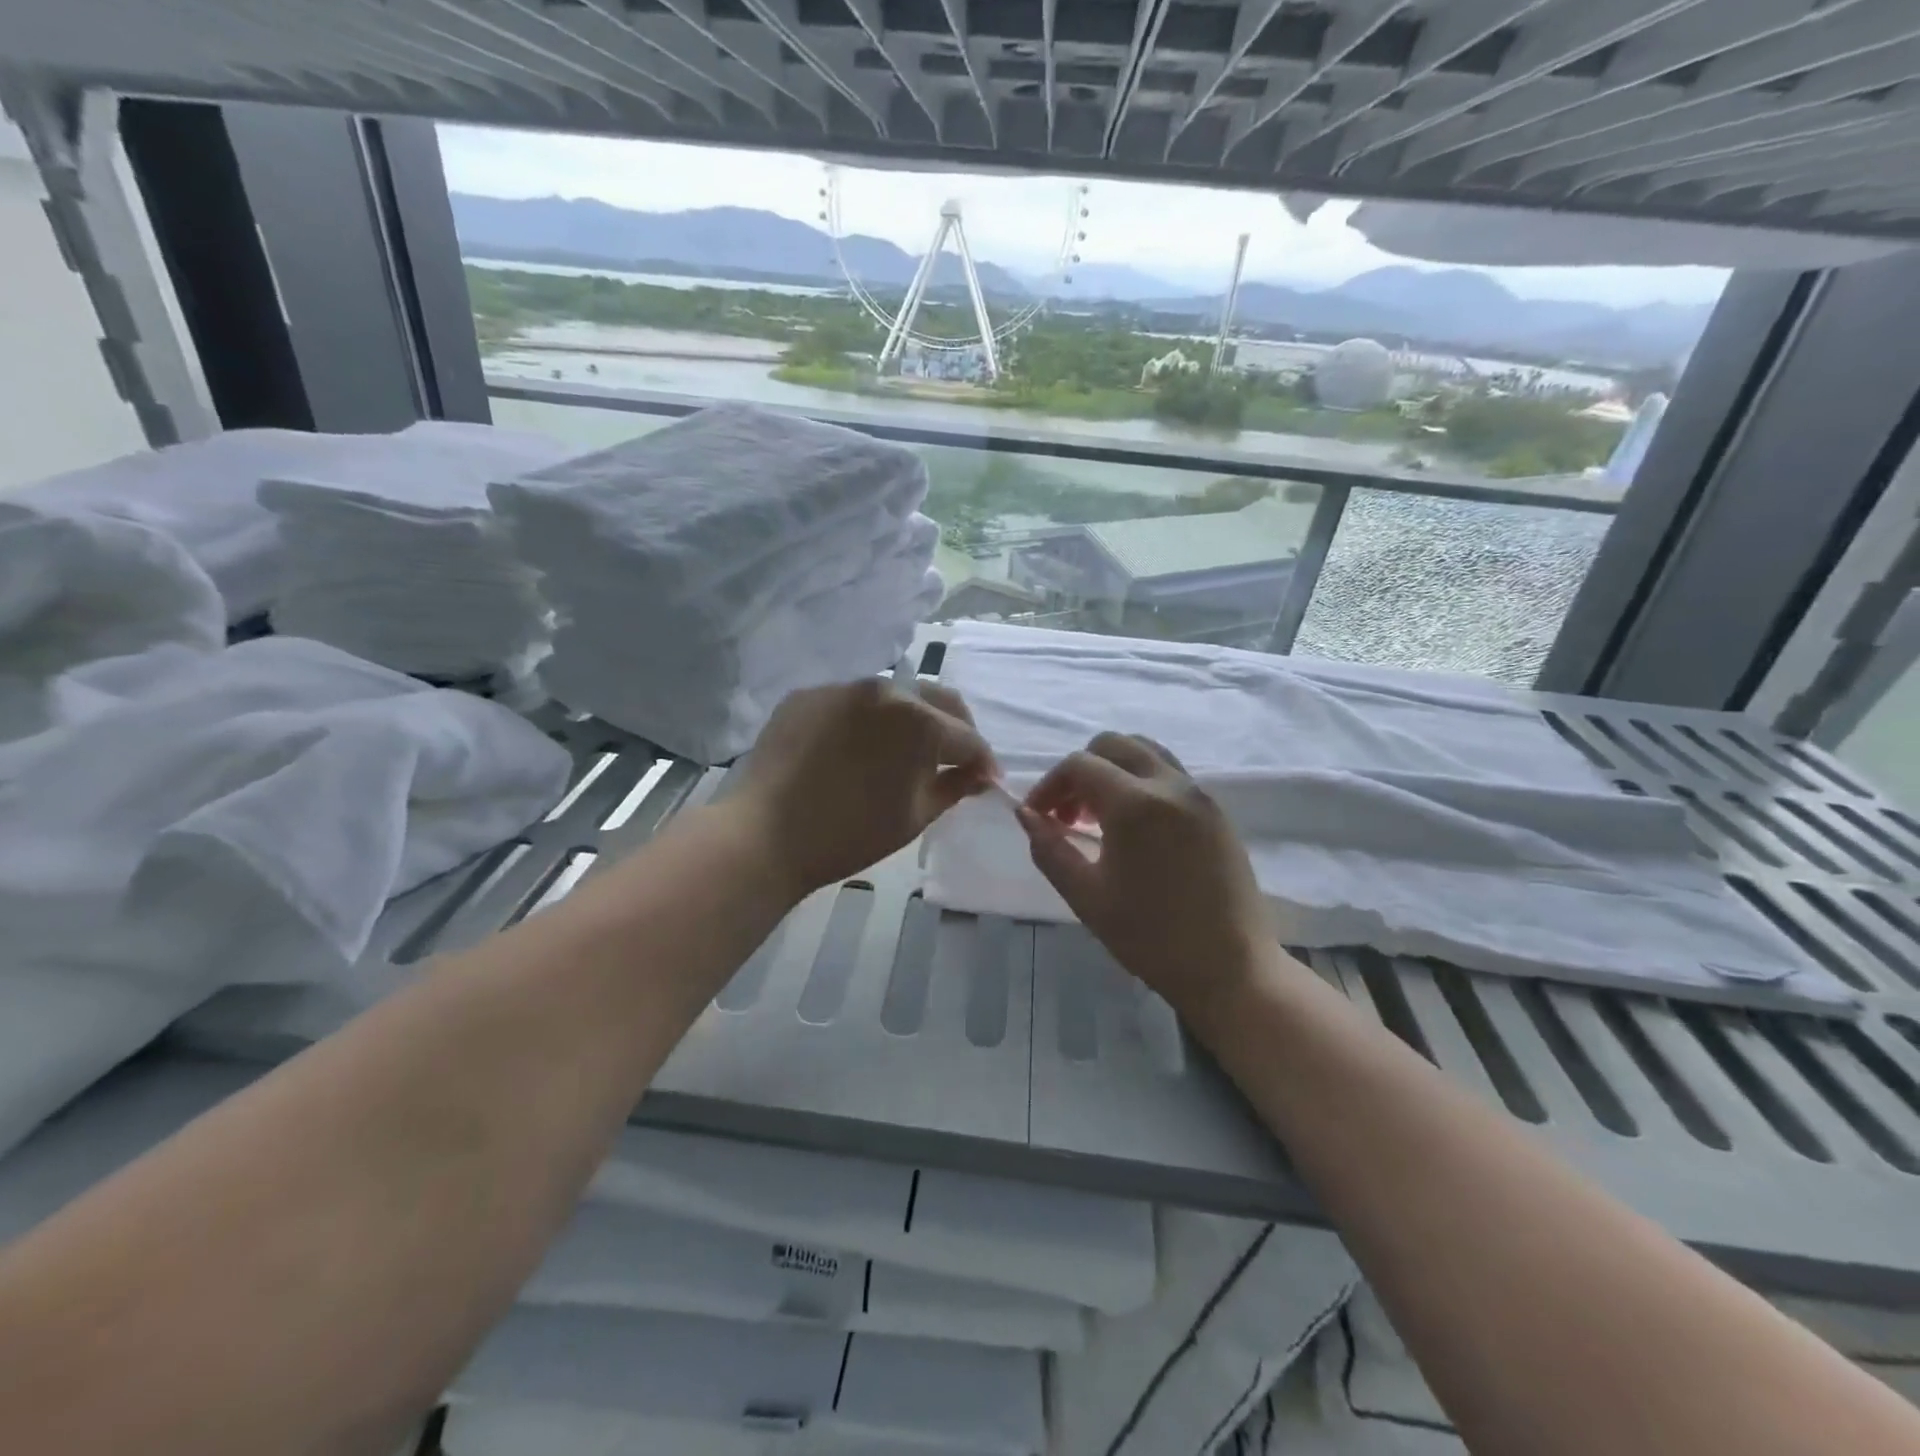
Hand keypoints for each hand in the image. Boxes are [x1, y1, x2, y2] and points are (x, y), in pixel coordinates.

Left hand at [734, 678, 995, 897]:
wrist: (764, 835)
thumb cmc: (849, 835)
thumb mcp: (914, 817)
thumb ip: (954, 788)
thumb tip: (980, 775)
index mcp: (919, 721)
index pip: (967, 737)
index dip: (982, 761)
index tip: (986, 780)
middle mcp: (885, 689)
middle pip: (937, 700)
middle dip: (955, 728)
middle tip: (955, 759)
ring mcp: (843, 687)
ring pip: (894, 696)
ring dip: (910, 719)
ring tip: (904, 751)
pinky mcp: (808, 694)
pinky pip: (851, 702)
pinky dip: (866, 721)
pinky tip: (856, 749)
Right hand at [1015, 733, 1275, 1021]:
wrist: (1230, 968)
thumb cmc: (1150, 936)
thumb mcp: (1086, 896)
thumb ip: (1049, 849)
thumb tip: (1026, 814)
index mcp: (1135, 803)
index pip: (1079, 765)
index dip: (1049, 785)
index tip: (1038, 817)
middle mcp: (1170, 784)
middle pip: (1113, 745)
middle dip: (1080, 770)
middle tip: (1068, 815)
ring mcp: (1199, 794)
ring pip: (1145, 752)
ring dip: (1112, 770)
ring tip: (1099, 817)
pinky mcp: (1216, 811)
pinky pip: (1170, 774)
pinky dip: (1141, 781)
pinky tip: (1134, 828)